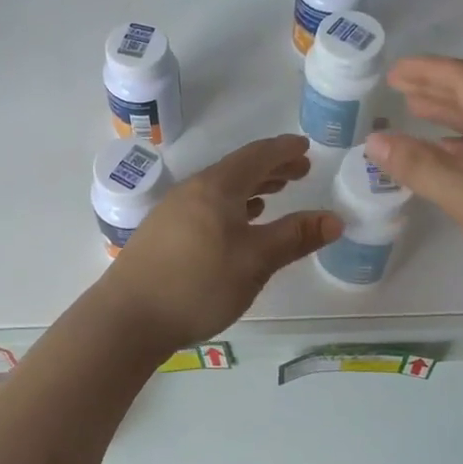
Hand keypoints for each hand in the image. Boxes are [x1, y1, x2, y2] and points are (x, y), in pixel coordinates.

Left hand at [102, 135, 340, 350]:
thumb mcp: (255, 262)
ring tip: (274, 193)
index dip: (284, 150)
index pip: (256, 156)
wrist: (128, 317)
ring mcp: (174, 211)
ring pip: (221, 189)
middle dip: (271, 167)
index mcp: (216, 187)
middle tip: (301, 170)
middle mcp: (193, 190)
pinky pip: (207, 206)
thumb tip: (334, 219)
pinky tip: (238, 224)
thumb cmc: (198, 284)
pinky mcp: (163, 233)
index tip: (306, 146)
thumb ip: (294, 238)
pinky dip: (232, 206)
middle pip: (238, 169)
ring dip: (251, 187)